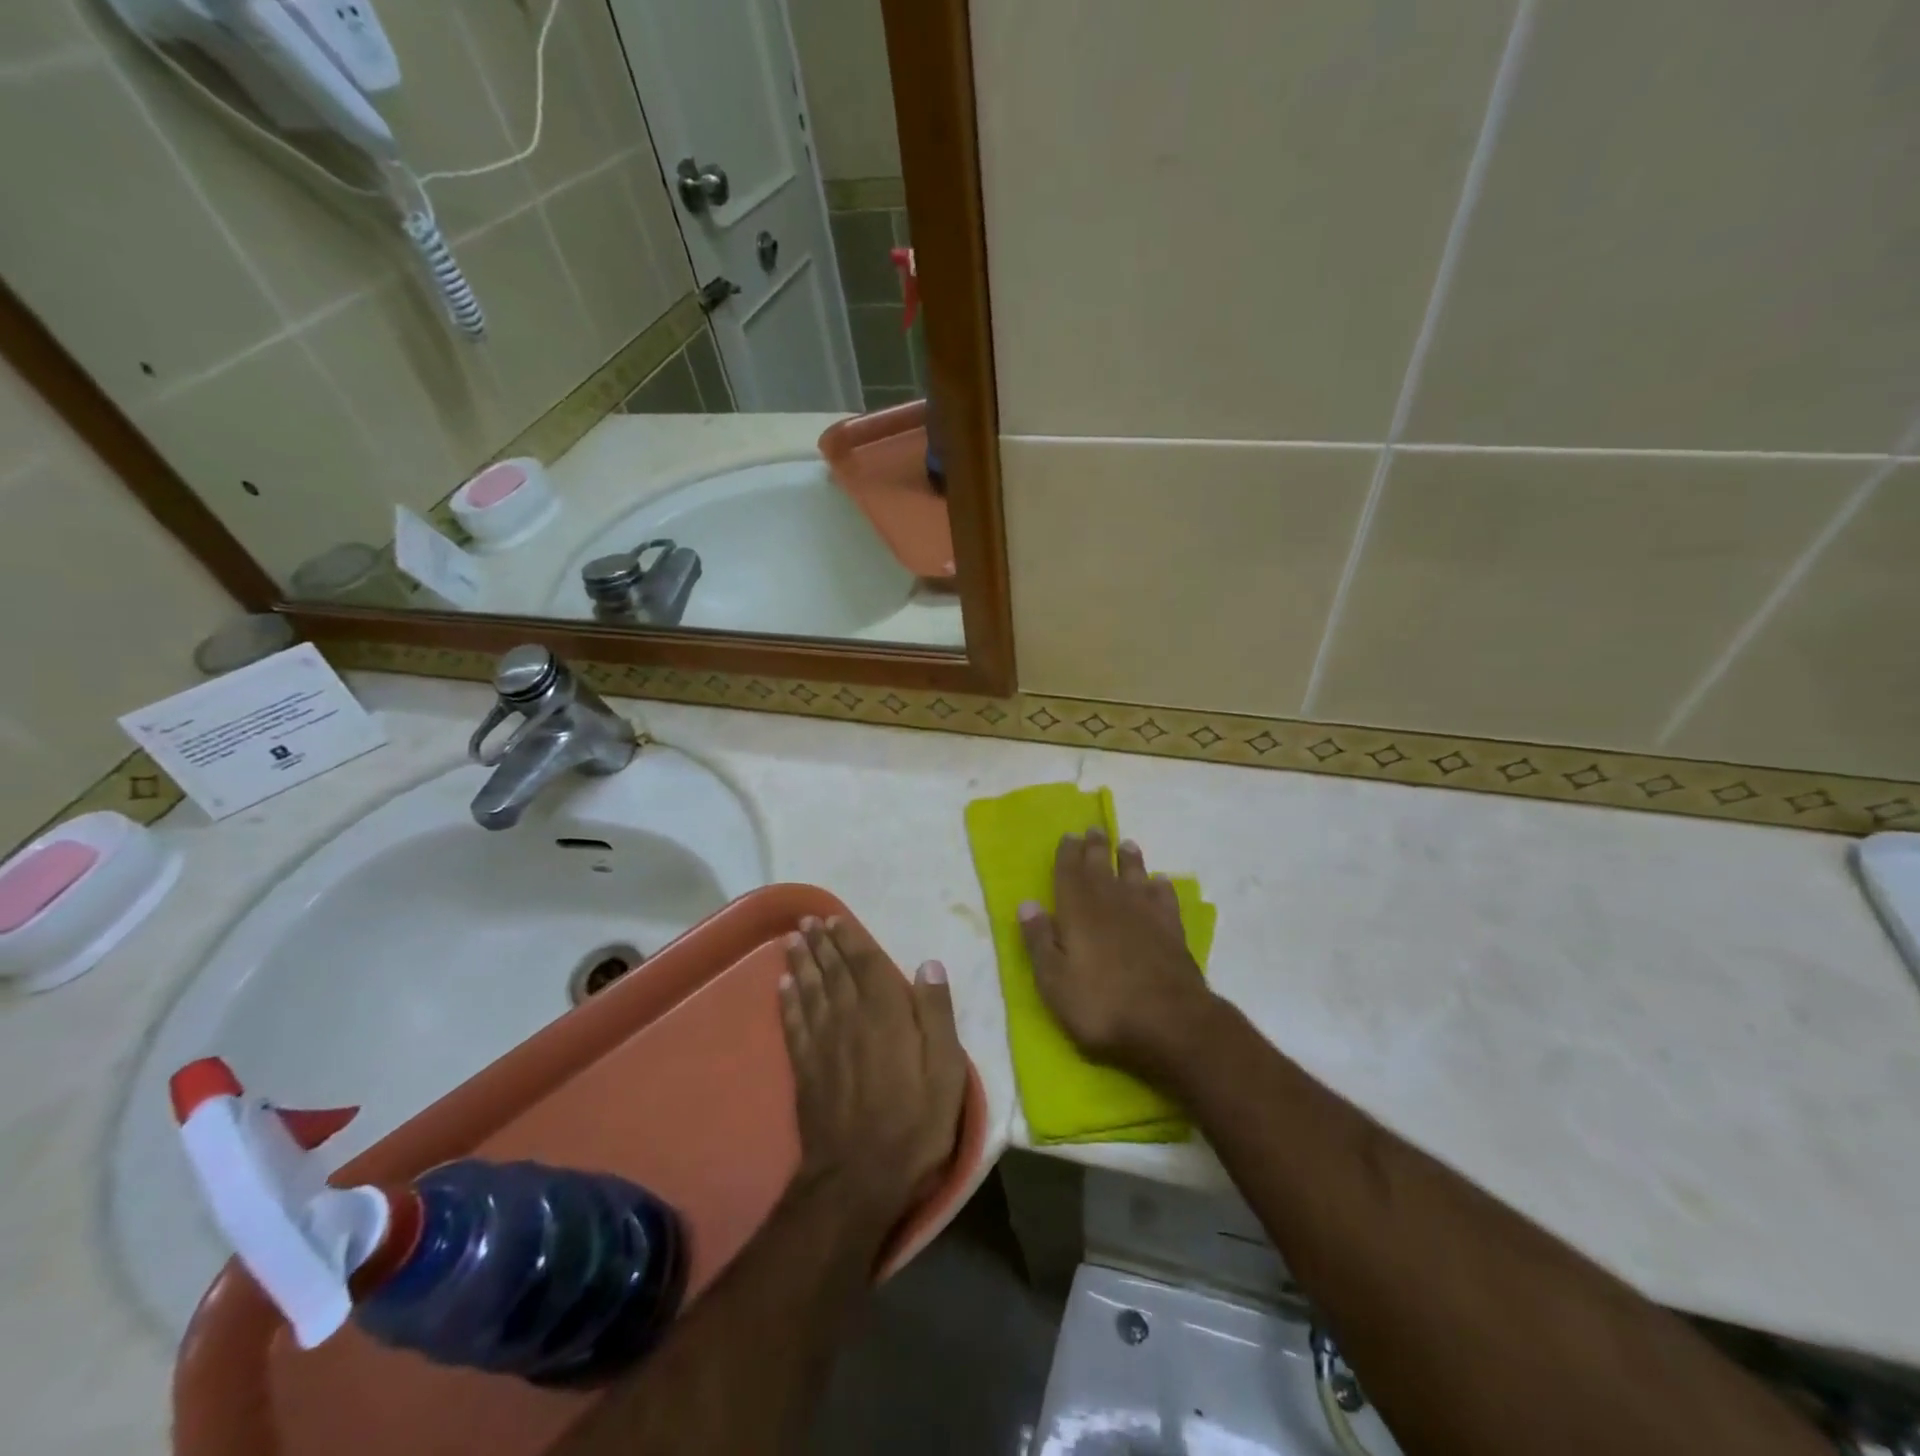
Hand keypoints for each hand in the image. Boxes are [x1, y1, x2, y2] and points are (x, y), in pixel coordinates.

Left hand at [778, 916, 967, 1236]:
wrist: (858, 1178)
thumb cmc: (914, 1123)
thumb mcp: (945, 1071)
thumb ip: (937, 1015)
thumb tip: (930, 965)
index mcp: (886, 1013)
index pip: (866, 964)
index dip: (851, 939)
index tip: (836, 919)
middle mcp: (849, 1017)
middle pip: (833, 971)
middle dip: (821, 943)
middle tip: (807, 921)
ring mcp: (822, 1043)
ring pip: (810, 990)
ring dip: (801, 962)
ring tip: (792, 940)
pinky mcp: (804, 1068)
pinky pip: (793, 1022)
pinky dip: (786, 1000)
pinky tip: (782, 985)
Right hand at [1019, 829, 1215, 1079]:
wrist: (1170, 1023)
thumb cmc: (1101, 1005)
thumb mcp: (1054, 981)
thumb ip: (1039, 940)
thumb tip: (1026, 904)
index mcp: (1078, 911)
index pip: (1069, 873)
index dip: (1068, 854)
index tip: (1069, 836)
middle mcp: (1111, 903)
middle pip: (1101, 867)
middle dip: (1096, 848)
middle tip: (1095, 829)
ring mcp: (1146, 915)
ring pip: (1135, 876)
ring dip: (1129, 859)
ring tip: (1127, 845)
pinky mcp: (1172, 931)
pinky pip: (1165, 898)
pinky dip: (1161, 887)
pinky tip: (1160, 882)